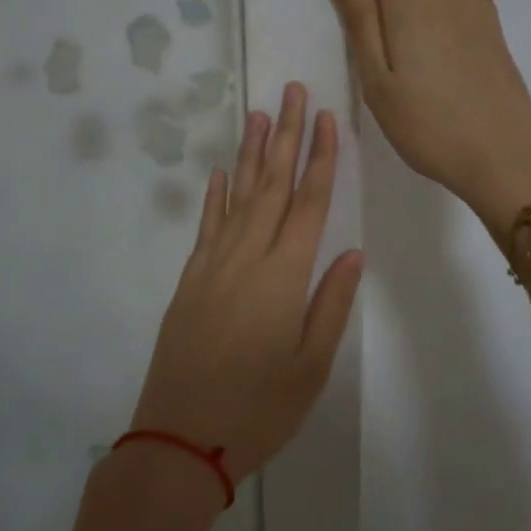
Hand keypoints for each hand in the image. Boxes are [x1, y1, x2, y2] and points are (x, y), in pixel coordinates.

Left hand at [129, 83, 364, 485]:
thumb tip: (350, 252)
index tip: (328, 118)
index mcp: (283, 276)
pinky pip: (207, 225)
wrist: (179, 438)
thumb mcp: (310, 367)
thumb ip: (330, 304)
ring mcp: (212, 265)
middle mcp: (246, 257)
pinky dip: (215, 196)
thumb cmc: (257, 410)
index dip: (320, 158)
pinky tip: (221, 173)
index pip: (308, 203)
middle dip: (286, 136)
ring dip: (250, 154)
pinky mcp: (189, 280)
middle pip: (271, 185)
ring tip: (259, 114)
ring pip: (237, 196)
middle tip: (293, 92)